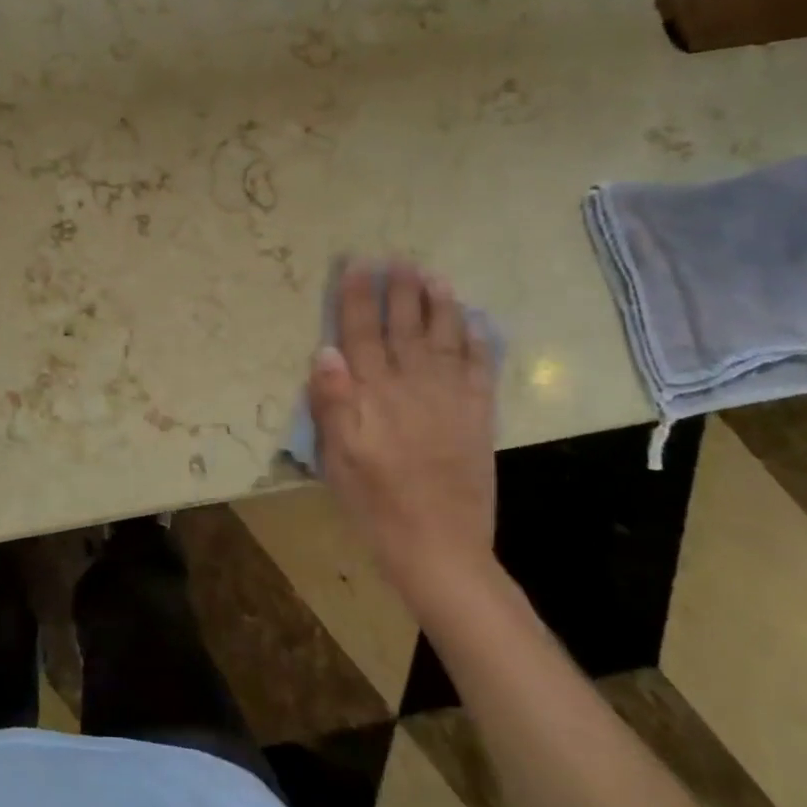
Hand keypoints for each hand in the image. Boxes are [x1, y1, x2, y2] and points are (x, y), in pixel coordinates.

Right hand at [307, 260, 498, 609]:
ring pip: (445, 339)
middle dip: (400, 291)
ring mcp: (451, 400)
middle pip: (405, 327)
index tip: (358, 266)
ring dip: (440, 305)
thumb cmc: (375, 503)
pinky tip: (475, 324)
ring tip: (435, 277)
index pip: (361, 333)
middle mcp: (413, 386)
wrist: (439, 547)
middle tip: (398, 259)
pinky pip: (480, 370)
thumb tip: (326, 350)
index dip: (358, 298)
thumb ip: (331, 402)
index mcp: (373, 394)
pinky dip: (478, 343)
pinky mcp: (478, 418)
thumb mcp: (337, 457)